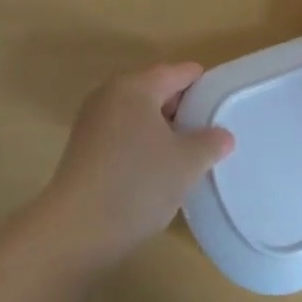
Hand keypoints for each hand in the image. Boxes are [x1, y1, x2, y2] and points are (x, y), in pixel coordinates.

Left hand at [37, 63, 234, 267]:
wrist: (76, 230)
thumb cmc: (138, 184)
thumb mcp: (187, 163)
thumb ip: (210, 142)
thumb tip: (222, 135)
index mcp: (135, 86)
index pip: (179, 72)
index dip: (204, 85)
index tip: (225, 105)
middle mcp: (109, 94)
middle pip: (155, 89)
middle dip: (183, 108)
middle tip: (210, 132)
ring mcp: (92, 121)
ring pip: (138, 114)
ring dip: (162, 128)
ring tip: (187, 153)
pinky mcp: (83, 148)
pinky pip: (122, 133)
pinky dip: (142, 143)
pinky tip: (156, 170)